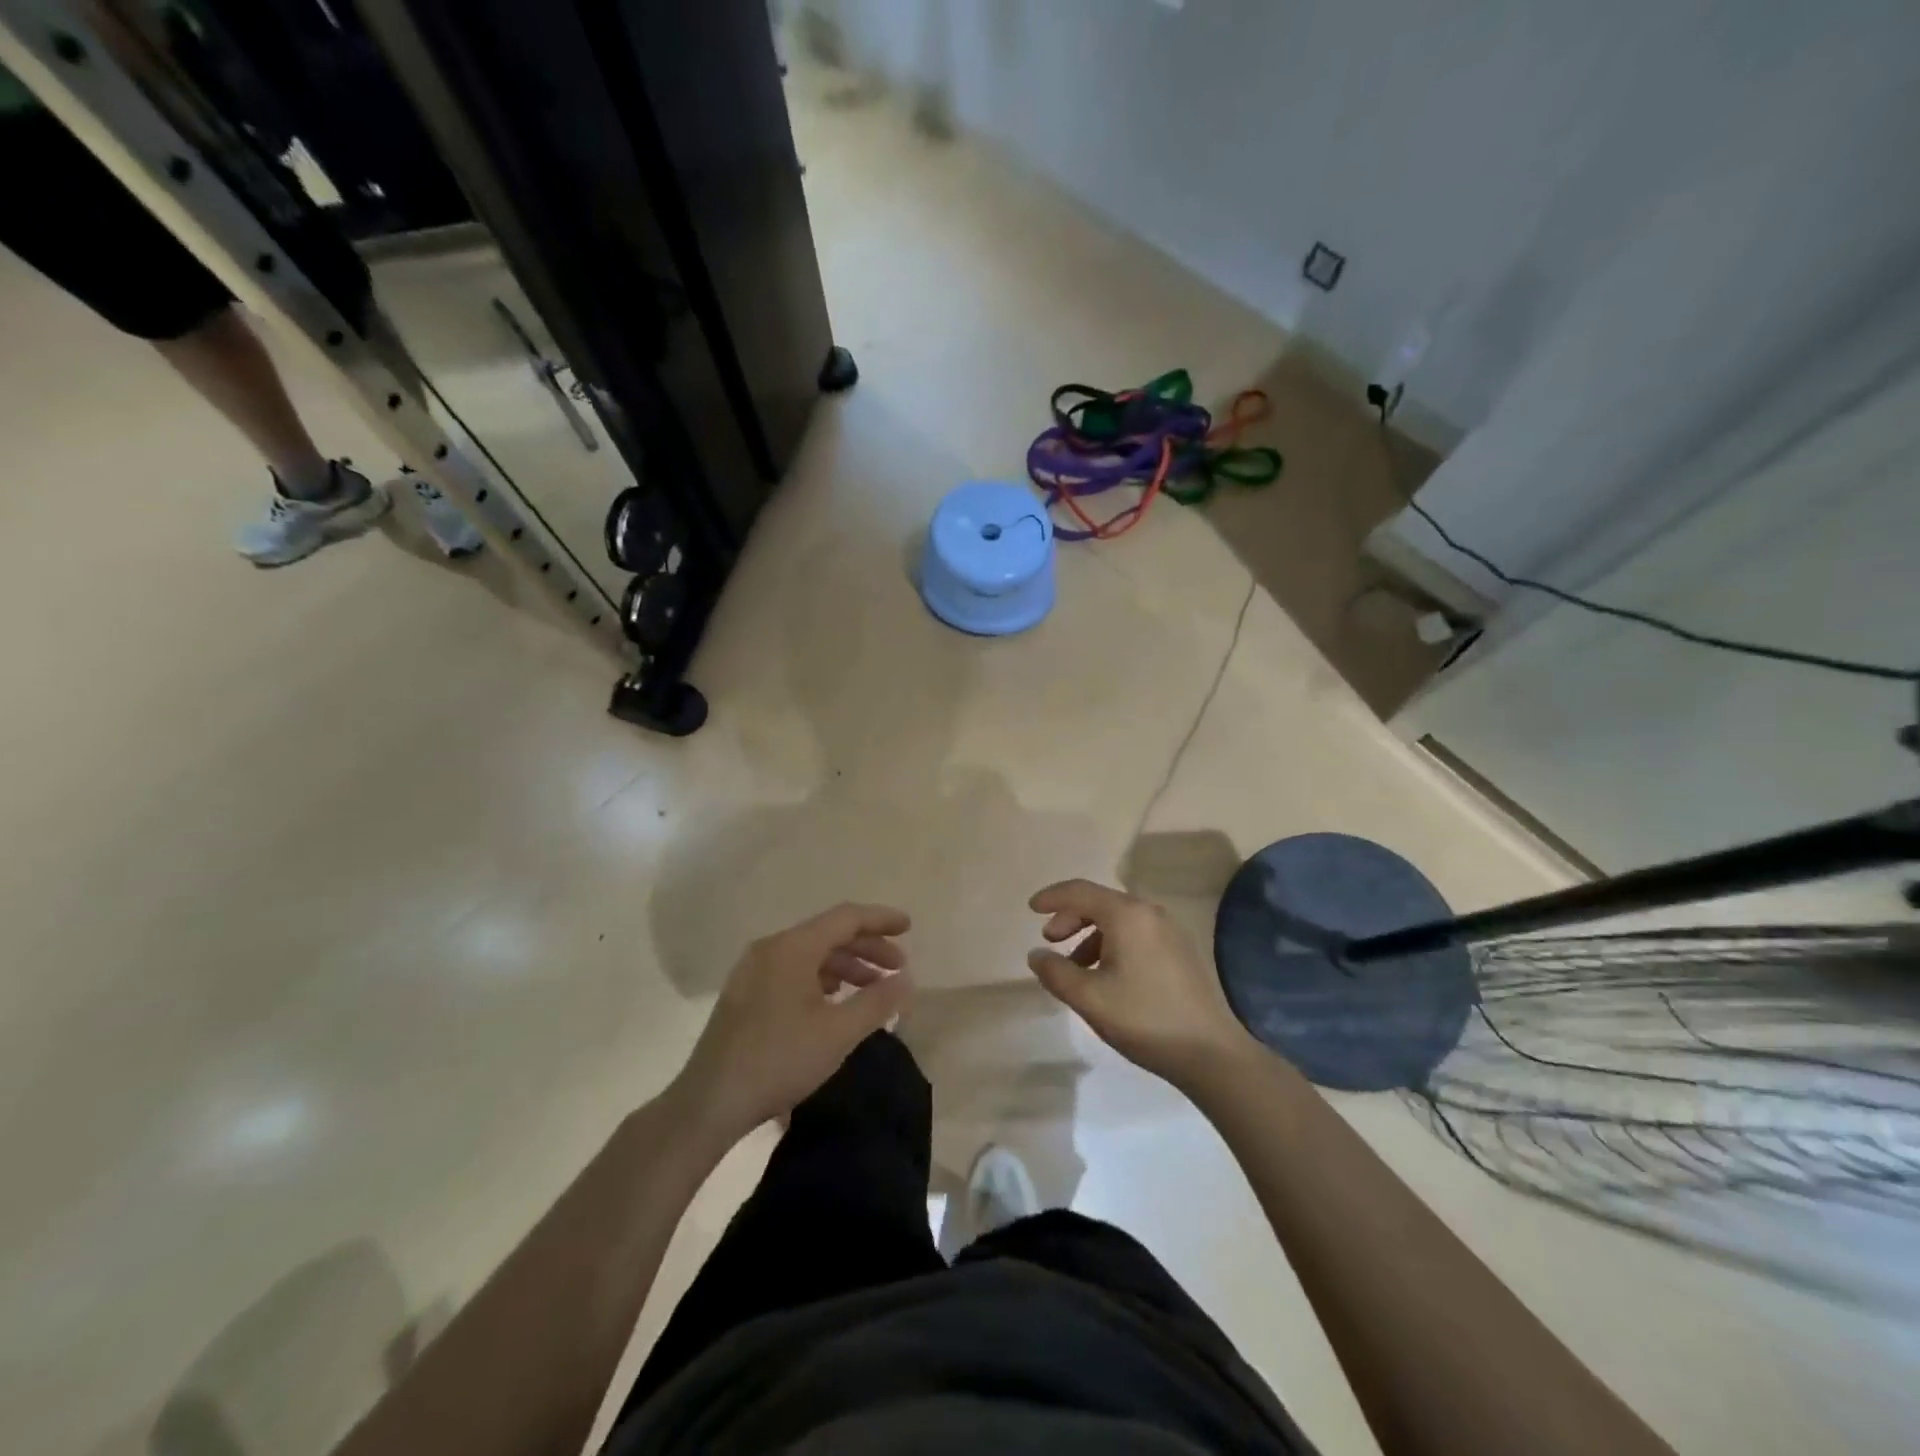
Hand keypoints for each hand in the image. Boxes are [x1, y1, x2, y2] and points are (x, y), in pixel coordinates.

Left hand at [670, 903, 911, 1150]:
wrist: (709, 1102)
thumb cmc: (779, 1060)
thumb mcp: (838, 1033)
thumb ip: (877, 1002)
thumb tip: (906, 980)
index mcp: (792, 947)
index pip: (846, 918)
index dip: (880, 919)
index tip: (909, 927)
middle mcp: (771, 948)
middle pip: (828, 934)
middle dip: (867, 947)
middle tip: (898, 967)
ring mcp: (754, 970)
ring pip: (811, 954)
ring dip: (846, 965)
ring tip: (873, 988)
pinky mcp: (747, 994)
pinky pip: (794, 971)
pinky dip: (823, 979)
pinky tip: (836, 1000)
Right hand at [1027, 879, 1251, 1087]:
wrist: (1211, 1052)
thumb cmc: (1144, 1019)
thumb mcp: (1089, 997)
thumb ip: (1055, 972)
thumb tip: (1037, 955)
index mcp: (1127, 915)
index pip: (1080, 891)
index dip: (1052, 897)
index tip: (1030, 909)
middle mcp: (1150, 912)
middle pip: (1100, 902)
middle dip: (1070, 918)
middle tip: (1050, 941)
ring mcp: (1170, 930)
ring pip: (1119, 920)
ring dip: (1090, 935)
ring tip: (1075, 967)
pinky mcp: (1181, 950)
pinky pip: (1136, 934)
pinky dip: (1112, 944)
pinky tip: (1106, 976)